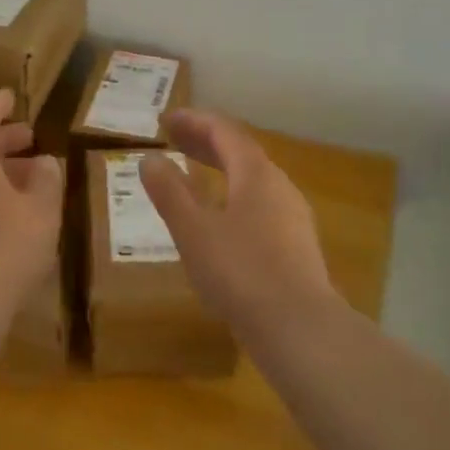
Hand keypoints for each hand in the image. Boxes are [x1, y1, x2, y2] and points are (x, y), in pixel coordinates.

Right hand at [139, 109, 335, 337]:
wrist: (300, 328)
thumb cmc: (240, 272)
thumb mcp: (193, 230)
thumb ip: (170, 191)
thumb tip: (150, 158)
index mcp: (255, 173)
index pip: (224, 131)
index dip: (194, 121)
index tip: (166, 120)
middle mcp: (279, 186)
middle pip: (240, 151)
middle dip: (205, 142)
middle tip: (174, 140)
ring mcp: (292, 216)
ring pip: (252, 179)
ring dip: (221, 169)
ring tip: (194, 175)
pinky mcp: (296, 245)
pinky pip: (260, 203)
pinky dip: (233, 195)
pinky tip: (221, 219)